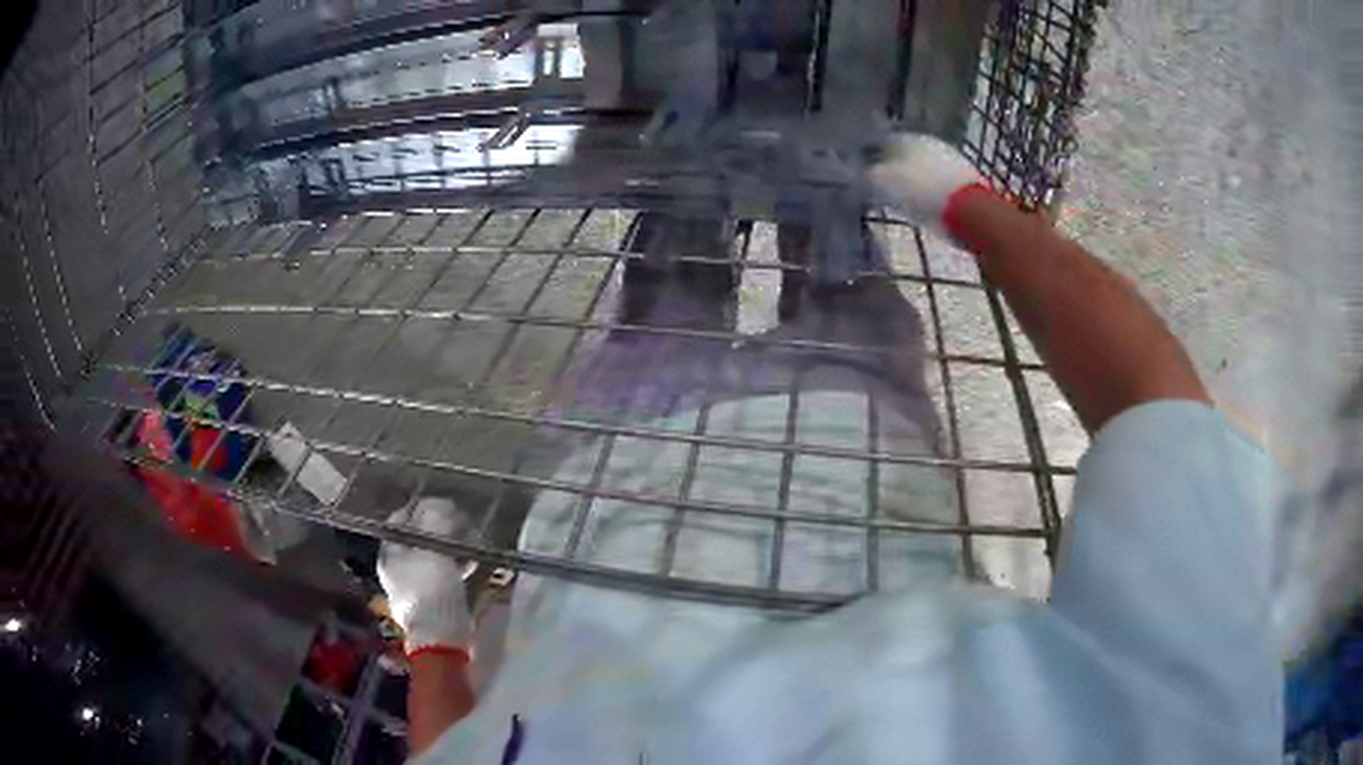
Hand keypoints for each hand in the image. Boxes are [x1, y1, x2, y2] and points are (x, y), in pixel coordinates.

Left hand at [378, 498, 473, 655]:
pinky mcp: (432, 598)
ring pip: (432, 553)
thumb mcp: (435, 548)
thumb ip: (436, 521)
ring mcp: (413, 584)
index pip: (401, 518)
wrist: (441, 636)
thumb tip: (441, 503)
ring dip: (452, 545)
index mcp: (389, 553)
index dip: (422, 507)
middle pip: (418, 535)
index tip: (446, 504)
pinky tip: (472, 563)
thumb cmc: (431, 588)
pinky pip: (443, 572)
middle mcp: (396, 566)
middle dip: (442, 527)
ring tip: (472, 542)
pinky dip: (456, 564)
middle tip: (464, 523)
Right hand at [869, 134, 985, 235]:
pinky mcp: (965, 178)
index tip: (862, 174)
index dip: (868, 158)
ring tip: (904, 196)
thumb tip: (857, 174)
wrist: (971, 211)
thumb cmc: (922, 193)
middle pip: (903, 153)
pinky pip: (938, 180)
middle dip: (892, 167)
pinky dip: (930, 188)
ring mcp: (949, 158)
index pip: (879, 141)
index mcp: (904, 137)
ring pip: (922, 165)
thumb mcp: (883, 184)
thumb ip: (866, 176)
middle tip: (882, 185)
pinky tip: (926, 203)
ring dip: (913, 177)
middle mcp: (927, 141)